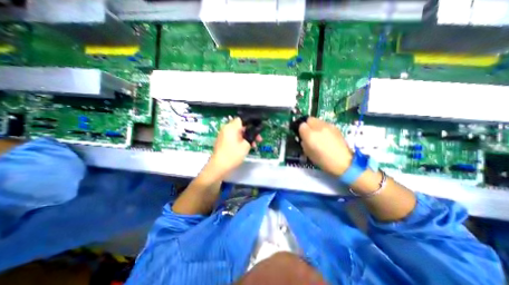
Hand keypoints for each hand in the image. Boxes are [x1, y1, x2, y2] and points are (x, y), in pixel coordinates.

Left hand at [206, 117, 260, 177]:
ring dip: (246, 137)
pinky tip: (246, 147)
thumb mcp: (246, 145)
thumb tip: (254, 132)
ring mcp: (224, 135)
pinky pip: (233, 137)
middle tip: (258, 139)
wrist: (219, 167)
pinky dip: (240, 140)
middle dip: (250, 132)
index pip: (242, 119)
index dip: (251, 123)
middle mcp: (226, 128)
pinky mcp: (223, 141)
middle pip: (241, 126)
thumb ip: (251, 136)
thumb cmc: (233, 155)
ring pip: (238, 132)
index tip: (258, 129)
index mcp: (231, 127)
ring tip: (253, 145)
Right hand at [299, 116, 353, 173]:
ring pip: (317, 120)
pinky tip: (326, 136)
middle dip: (307, 125)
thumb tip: (303, 138)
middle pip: (309, 119)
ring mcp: (328, 126)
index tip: (302, 135)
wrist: (343, 162)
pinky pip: (325, 124)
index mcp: (310, 135)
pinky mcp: (335, 127)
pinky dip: (323, 127)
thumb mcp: (308, 153)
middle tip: (309, 133)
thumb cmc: (322, 160)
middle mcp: (318, 127)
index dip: (301, 130)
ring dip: (315, 125)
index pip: (301, 125)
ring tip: (318, 134)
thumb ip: (303, 142)